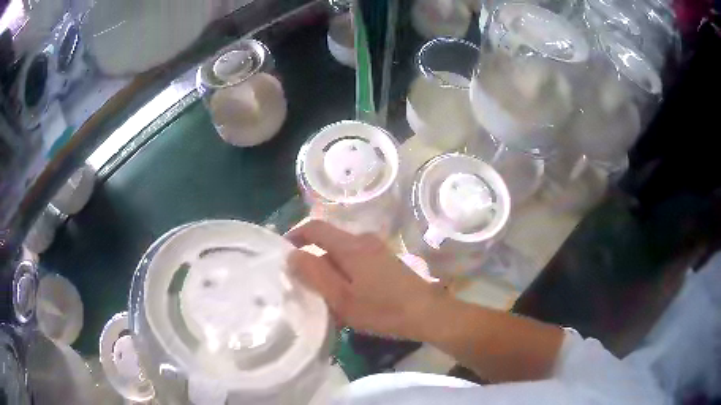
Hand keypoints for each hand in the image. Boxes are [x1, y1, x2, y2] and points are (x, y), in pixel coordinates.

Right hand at [285, 221, 444, 339]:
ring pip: (343, 253)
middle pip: (329, 241)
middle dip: (313, 259)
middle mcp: (364, 240)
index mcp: (350, 246)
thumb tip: (292, 255)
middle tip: (304, 284)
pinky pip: (356, 260)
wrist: (427, 313)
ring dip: (330, 269)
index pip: (315, 228)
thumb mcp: (341, 298)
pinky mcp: (386, 260)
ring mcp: (377, 249)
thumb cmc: (382, 309)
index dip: (296, 235)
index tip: (283, 252)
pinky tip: (347, 295)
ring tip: (325, 294)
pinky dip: (344, 272)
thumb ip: (315, 274)